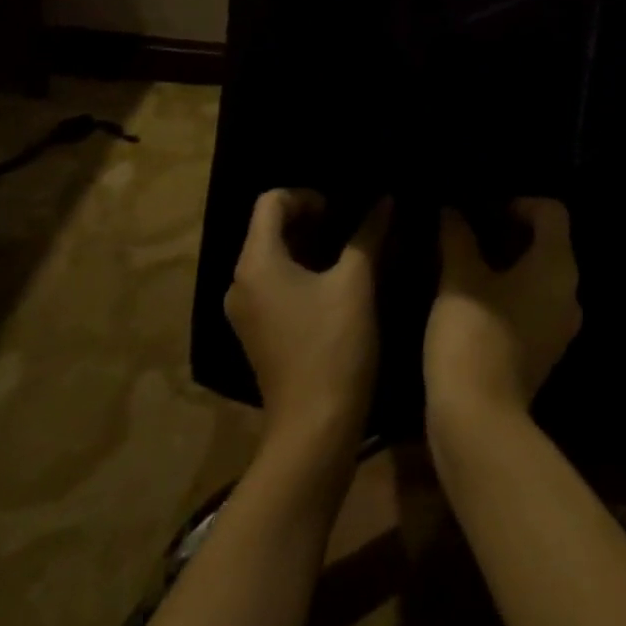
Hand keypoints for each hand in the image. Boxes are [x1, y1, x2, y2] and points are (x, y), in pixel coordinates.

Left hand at [224, 190, 390, 452]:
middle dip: (312, 219)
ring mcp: (246, 311)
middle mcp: (240, 282)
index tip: (342, 210)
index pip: (270, 201)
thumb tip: (384, 199)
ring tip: (350, 252)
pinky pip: (275, 283)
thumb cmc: (334, 346)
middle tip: (352, 226)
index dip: (308, 195)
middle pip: (269, 228)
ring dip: (309, 246)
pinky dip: (302, 272)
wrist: (314, 430)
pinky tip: (336, 284)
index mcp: (256, 262)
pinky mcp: (257, 332)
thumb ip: (368, 234)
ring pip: (274, 256)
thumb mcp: (357, 282)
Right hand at [424, 198, 581, 423]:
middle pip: (548, 242)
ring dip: (507, 261)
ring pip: (539, 274)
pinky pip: (534, 302)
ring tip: (467, 258)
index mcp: (557, 266)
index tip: (482, 210)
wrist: (478, 419)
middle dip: (509, 230)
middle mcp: (569, 292)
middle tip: (469, 229)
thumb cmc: (473, 334)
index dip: (518, 202)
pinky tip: (474, 294)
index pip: (552, 211)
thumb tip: (452, 210)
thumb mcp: (459, 276)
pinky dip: (510, 290)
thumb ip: (458, 235)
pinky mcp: (545, 349)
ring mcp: (560, 325)